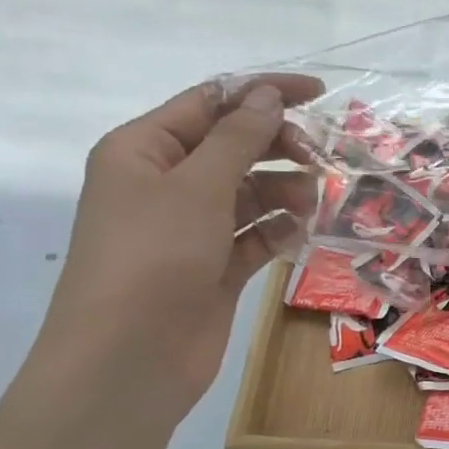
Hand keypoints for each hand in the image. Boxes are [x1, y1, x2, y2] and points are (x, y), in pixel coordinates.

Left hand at [27, 73, 326, 429]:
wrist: (129, 356)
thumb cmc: (154, 256)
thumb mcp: (198, 186)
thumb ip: (238, 138)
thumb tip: (267, 95)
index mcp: (143, 150)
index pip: (210, 102)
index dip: (263, 92)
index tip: (320, 94)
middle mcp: (165, 183)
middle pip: (233, 146)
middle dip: (278, 148)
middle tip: (319, 159)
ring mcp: (189, 228)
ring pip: (249, 192)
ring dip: (283, 192)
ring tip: (310, 203)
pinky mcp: (213, 266)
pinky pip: (254, 235)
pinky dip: (277, 232)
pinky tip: (295, 237)